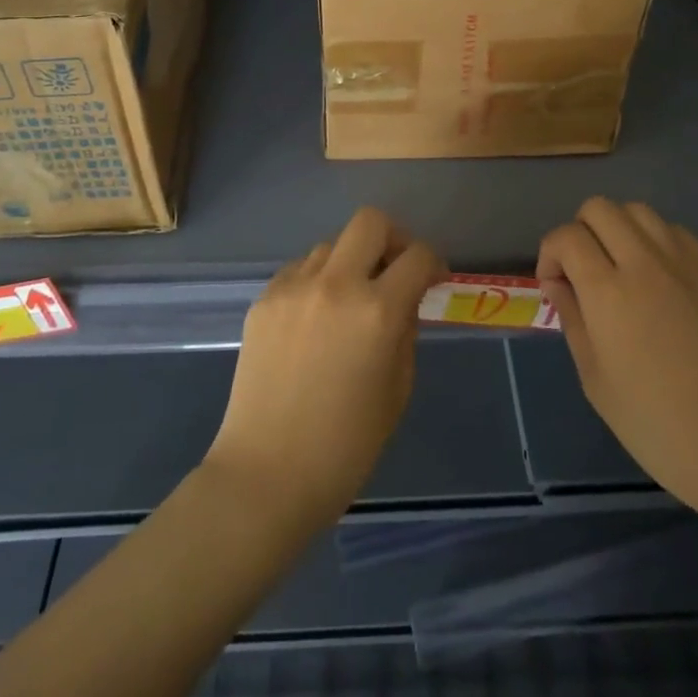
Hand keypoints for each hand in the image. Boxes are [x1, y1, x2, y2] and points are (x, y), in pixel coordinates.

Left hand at [204, 208, 445, 531]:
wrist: (266, 475)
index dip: (433, 262)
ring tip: (349, 301)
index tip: (433, 279)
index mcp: (377, 311)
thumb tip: (404, 302)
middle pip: (370, 222)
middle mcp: (336, 284)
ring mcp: (293, 287)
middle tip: (394, 270)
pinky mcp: (264, 299)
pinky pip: (299, 270)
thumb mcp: (397, 390)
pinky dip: (316, 281)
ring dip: (350, 262)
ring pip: (331, 245)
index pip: (418, 256)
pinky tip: (315, 318)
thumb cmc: (345, 447)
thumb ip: (405, 333)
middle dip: (393, 239)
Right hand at [537, 197, 697, 526]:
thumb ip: (573, 320)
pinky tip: (659, 279)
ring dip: (618, 230)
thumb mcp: (596, 381)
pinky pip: (676, 232)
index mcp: (609, 292)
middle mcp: (646, 263)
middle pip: (600, 208)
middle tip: (583, 272)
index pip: (567, 237)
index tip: (554, 286)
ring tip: (620, 270)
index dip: (550, 253)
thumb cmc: (659, 427)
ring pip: (639, 211)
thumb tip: (558, 283)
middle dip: (580, 231)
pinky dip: (655, 241)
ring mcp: (687, 264)